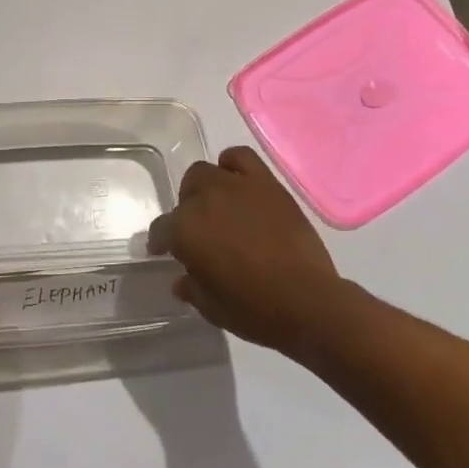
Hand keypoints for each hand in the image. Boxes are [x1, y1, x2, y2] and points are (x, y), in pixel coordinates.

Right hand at [147, 145, 349, 358]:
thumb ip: (191, 288)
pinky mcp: (266, 184)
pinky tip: (238, 182)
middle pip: (185, 193)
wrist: (307, 302)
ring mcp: (236, 187)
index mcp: (184, 231)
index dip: (161, 241)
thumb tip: (182, 280)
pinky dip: (233, 164)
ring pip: (207, 172)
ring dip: (206, 187)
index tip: (164, 251)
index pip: (161, 228)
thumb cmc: (254, 310)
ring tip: (219, 206)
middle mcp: (204, 200)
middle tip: (200, 231)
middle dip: (187, 210)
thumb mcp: (211, 308)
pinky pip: (241, 157)